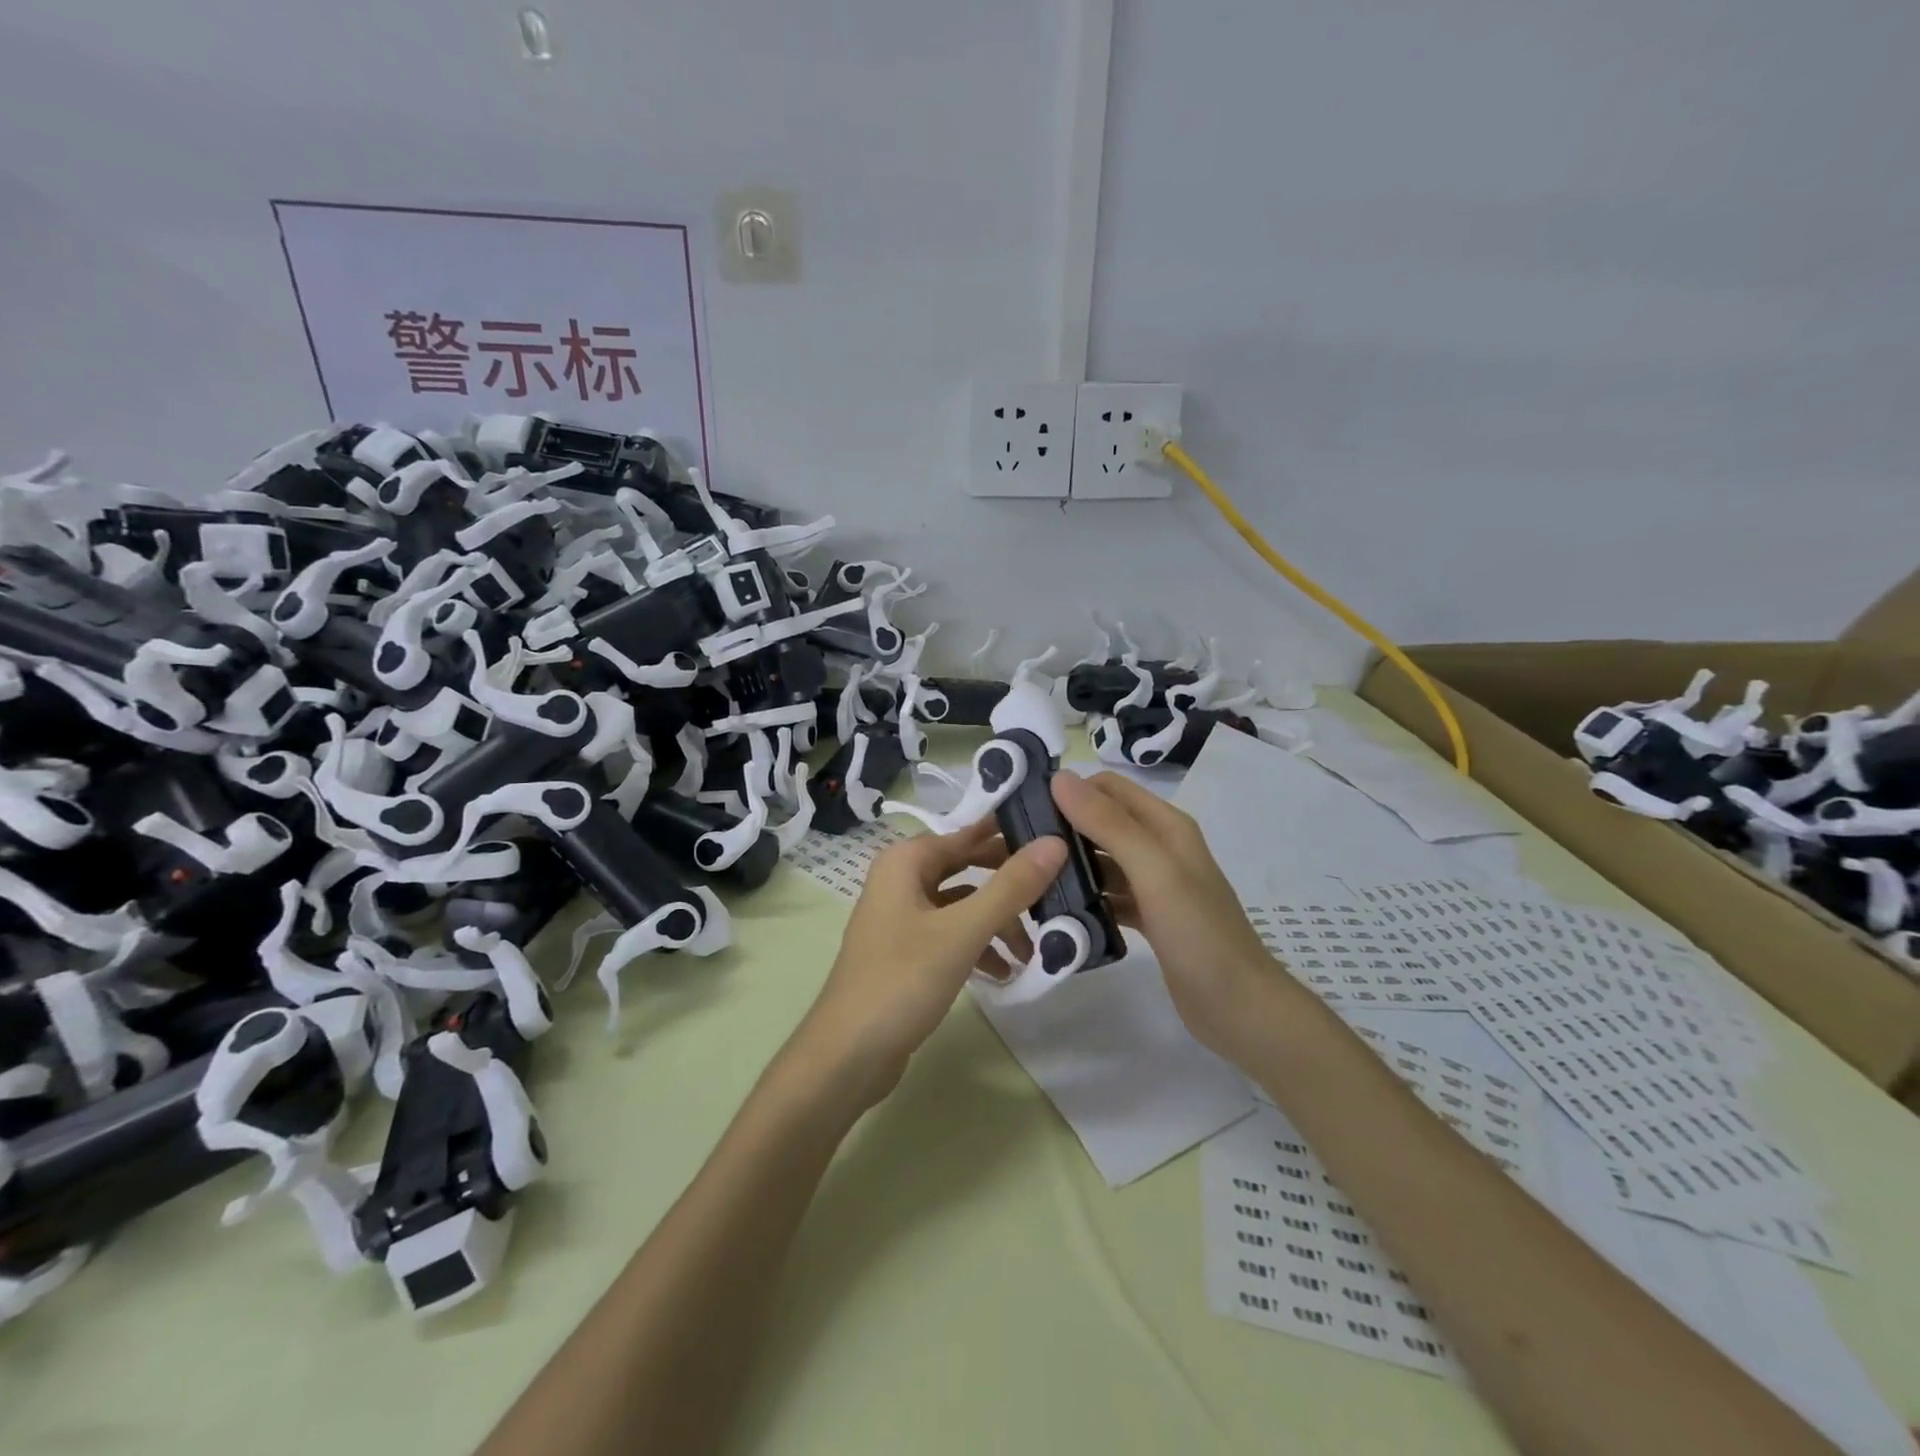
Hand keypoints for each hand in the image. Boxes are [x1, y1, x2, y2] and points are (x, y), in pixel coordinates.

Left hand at [792, 818, 1067, 1109]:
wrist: (847, 1056)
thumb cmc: (902, 981)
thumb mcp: (963, 932)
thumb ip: (1010, 888)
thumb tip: (1055, 842)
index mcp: (904, 862)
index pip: (966, 833)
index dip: (1008, 834)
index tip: (1054, 836)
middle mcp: (899, 881)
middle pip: (965, 868)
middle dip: (1008, 885)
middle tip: (1054, 892)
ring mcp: (900, 918)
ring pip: (960, 905)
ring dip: (996, 922)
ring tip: (1031, 951)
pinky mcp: (904, 952)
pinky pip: (949, 935)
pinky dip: (977, 947)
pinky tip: (1003, 972)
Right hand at [1052, 769, 1286, 1065]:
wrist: (1241, 1009)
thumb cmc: (1199, 934)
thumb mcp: (1154, 872)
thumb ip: (1109, 824)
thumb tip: (1060, 778)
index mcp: (1165, 826)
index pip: (1108, 788)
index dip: (1069, 790)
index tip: (1024, 808)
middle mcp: (1159, 847)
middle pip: (1102, 822)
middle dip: (1062, 827)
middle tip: (1016, 847)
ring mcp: (1154, 884)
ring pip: (1102, 860)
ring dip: (1070, 864)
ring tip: (1027, 878)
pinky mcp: (1148, 916)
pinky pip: (1108, 894)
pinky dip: (1085, 896)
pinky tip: (1056, 909)